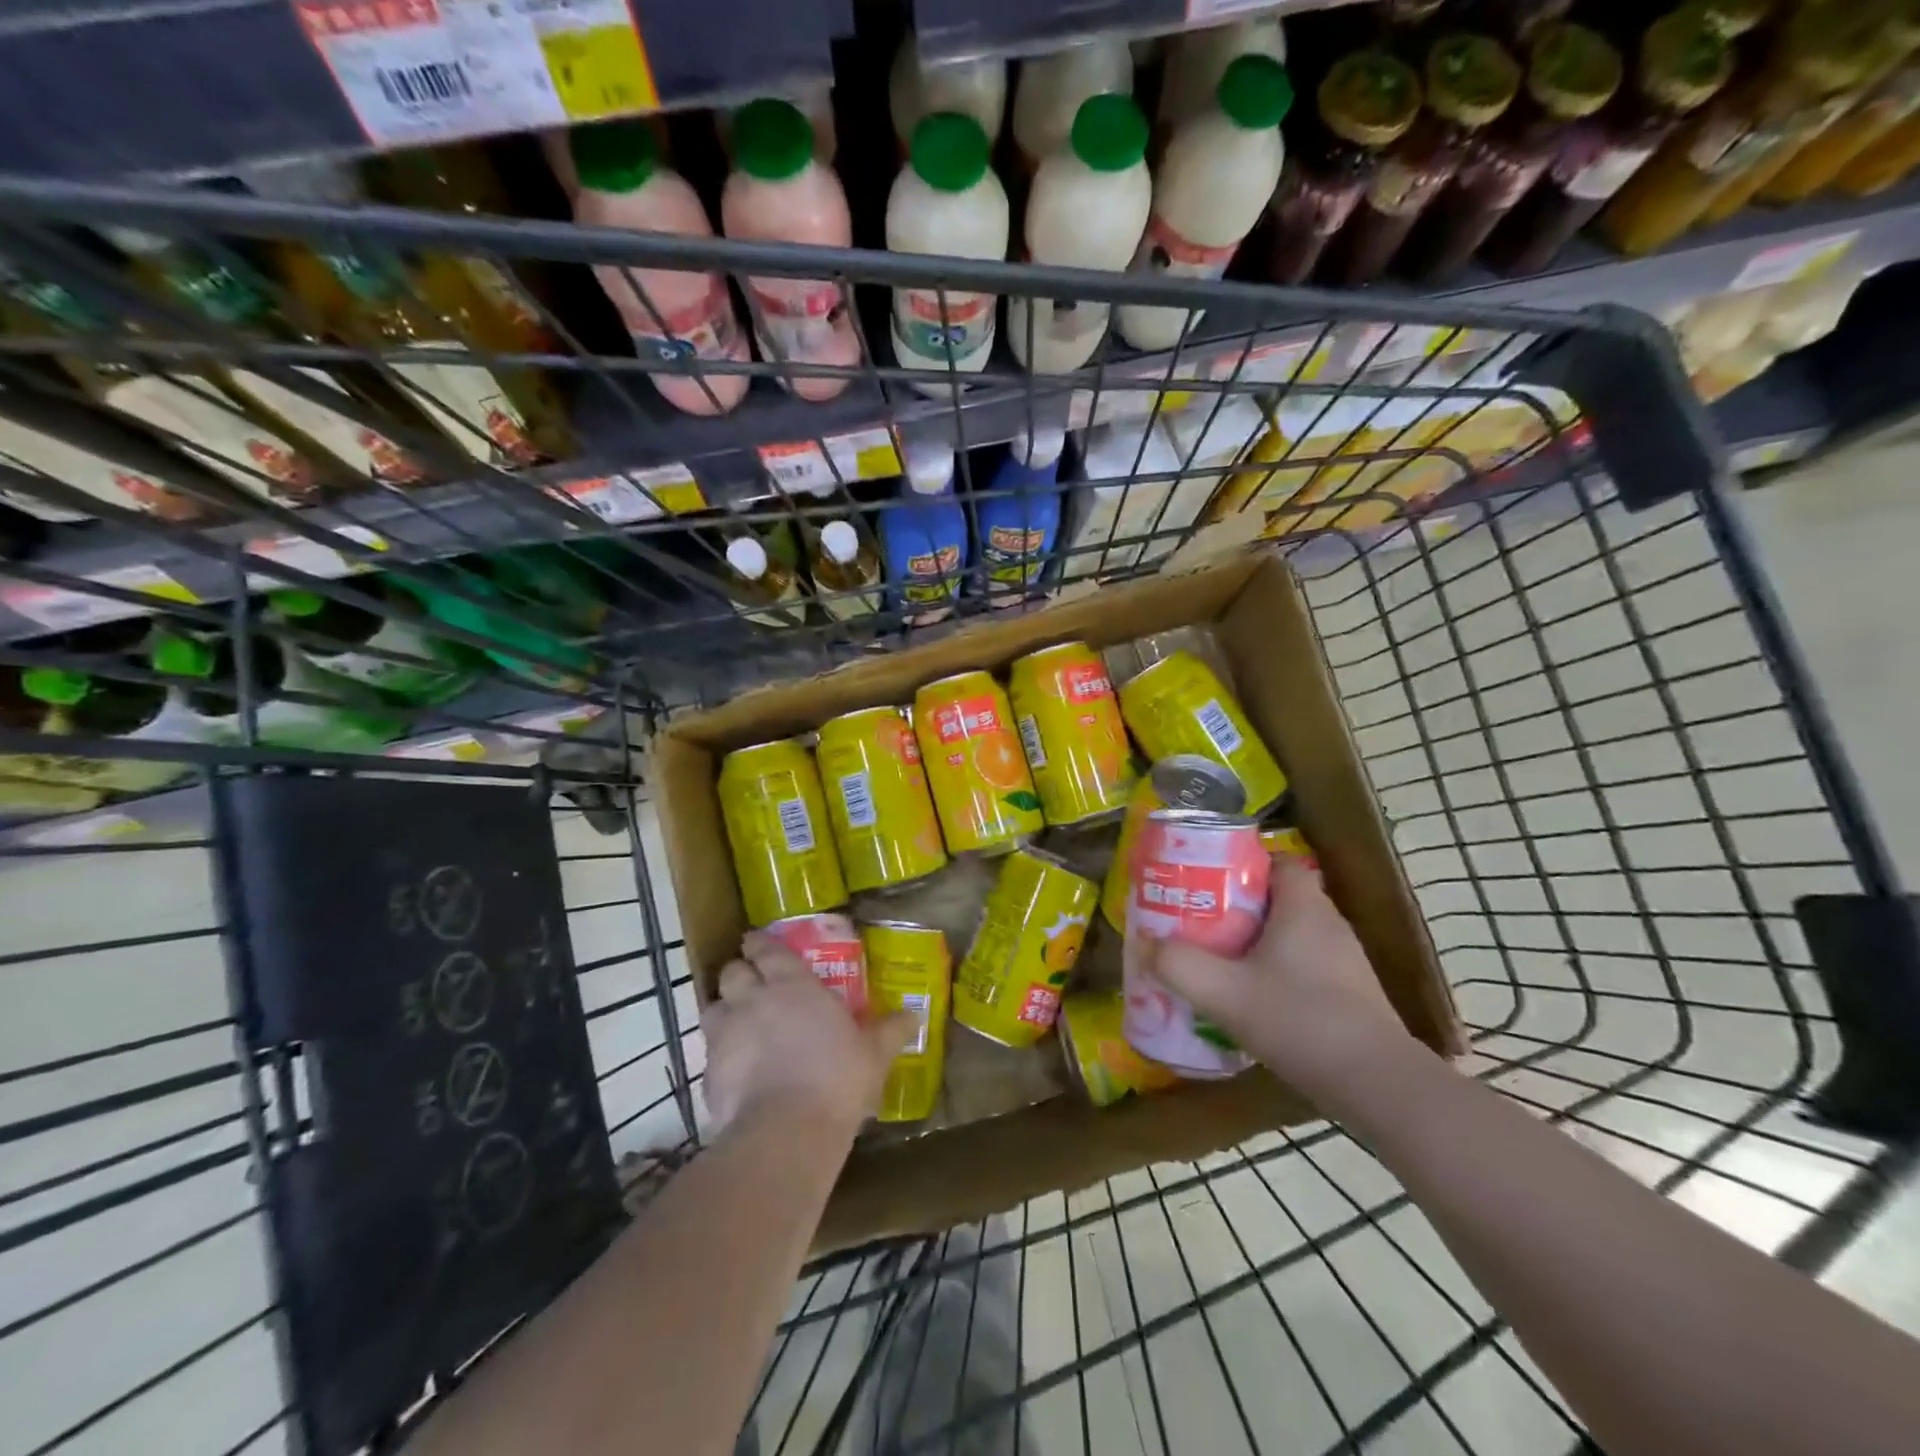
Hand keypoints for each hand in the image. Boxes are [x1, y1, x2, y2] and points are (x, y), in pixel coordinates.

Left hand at [701, 929, 916, 1135]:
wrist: (786, 1131)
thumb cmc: (837, 1078)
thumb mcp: (874, 1054)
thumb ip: (889, 1031)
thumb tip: (913, 1015)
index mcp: (792, 984)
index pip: (766, 949)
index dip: (759, 944)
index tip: (757, 943)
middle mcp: (752, 999)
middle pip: (731, 972)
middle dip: (738, 973)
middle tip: (751, 984)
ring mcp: (725, 1035)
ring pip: (711, 1008)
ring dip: (723, 1010)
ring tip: (737, 1024)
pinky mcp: (708, 1073)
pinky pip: (708, 1054)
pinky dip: (719, 1056)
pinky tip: (735, 1072)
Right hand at [1138, 855, 1411, 1100]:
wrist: (1378, 1085)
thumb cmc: (1300, 1020)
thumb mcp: (1224, 992)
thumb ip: (1178, 964)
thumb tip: (1142, 943)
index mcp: (1303, 907)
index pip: (1278, 862)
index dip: (1244, 865)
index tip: (1208, 882)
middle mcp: (1329, 924)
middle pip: (1280, 898)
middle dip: (1239, 907)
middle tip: (1201, 922)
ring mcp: (1346, 962)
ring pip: (1293, 935)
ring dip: (1258, 942)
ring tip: (1219, 960)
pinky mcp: (1352, 995)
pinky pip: (1306, 966)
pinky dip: (1279, 972)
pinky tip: (1254, 999)